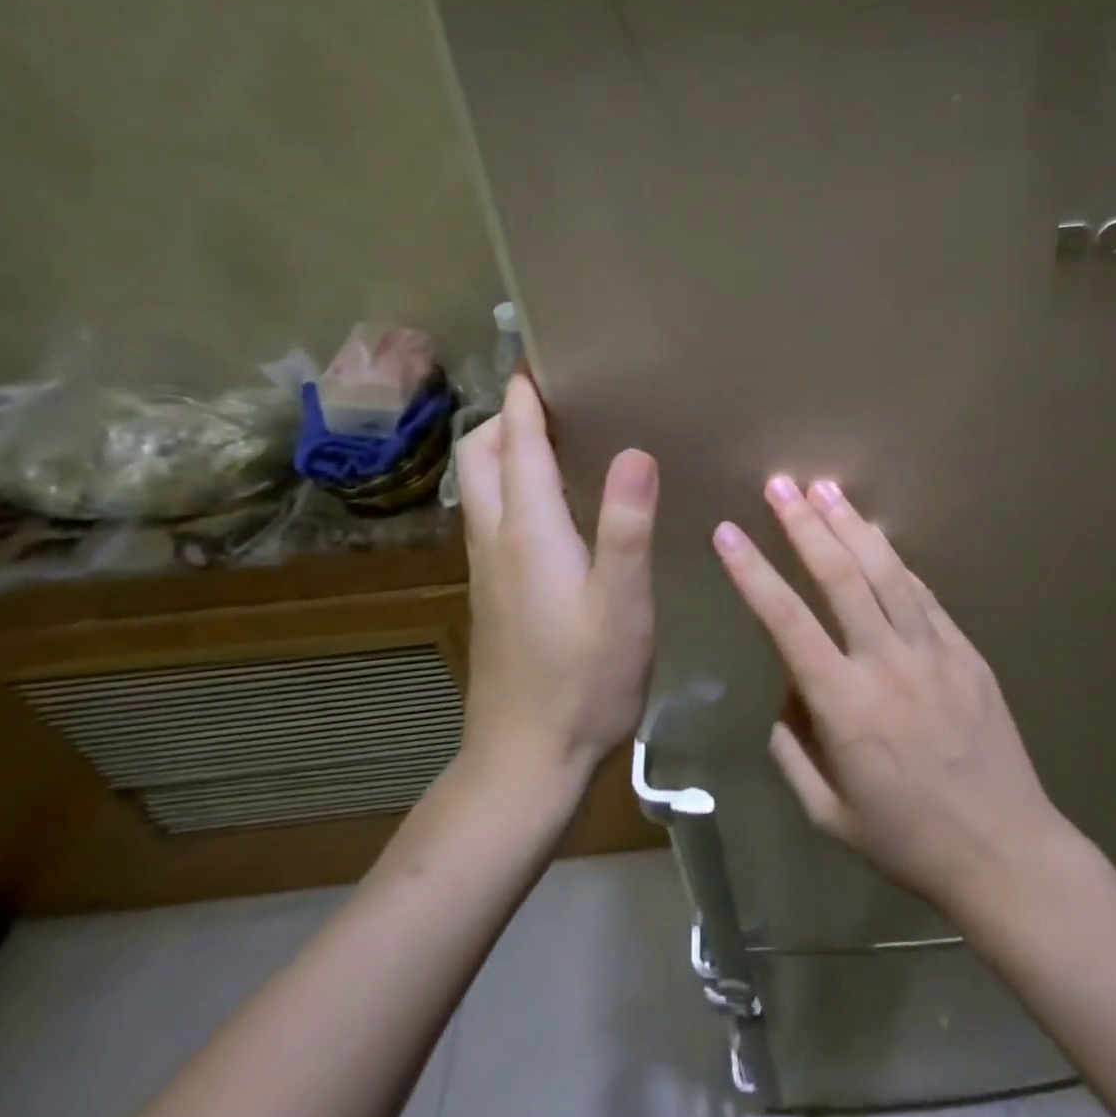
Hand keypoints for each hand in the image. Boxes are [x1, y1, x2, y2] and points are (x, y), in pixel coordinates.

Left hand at [455, 375, 659, 781]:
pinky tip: (553, 501)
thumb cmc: (584, 682)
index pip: (517, 441)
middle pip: (480, 454)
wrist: (526, 762)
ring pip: (480, 484)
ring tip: (557, 433)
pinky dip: (511, 483)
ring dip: (505, 447)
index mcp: (528, 530)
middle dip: (507, 414)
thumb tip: (635, 451)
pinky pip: (492, 514)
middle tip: (559, 396)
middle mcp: (496, 538)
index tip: (542, 355)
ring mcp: (487, 567)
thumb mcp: (622, 605)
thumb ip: (626, 526)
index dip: (526, 394)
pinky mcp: (492, 591)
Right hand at [712, 476, 1061, 911]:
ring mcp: (932, 650)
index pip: (786, 620)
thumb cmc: (908, 841)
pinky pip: (924, 593)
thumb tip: (784, 695)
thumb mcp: (828, 814)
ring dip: (852, 524)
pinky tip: (878, 535)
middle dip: (805, 524)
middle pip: (840, 575)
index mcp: (844, 705)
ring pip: (886, 571)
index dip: (752, 572)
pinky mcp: (965, 650)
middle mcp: (886, 662)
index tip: (727, 532)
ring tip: (826, 487)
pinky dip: (896, 560)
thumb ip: (793, 750)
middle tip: (781, 483)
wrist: (1006, 852)